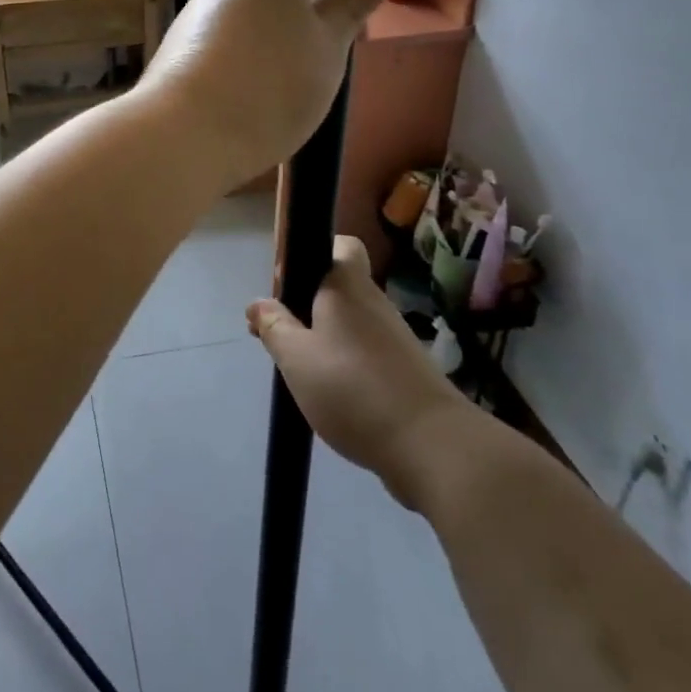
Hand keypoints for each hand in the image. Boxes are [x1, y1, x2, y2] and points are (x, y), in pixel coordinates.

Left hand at [138, 0, 381, 187]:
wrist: (185, 136)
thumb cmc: (270, 82)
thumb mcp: (327, 48)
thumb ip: (348, 10)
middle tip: (332, 31)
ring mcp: (194, 16)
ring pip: (244, 10)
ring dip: (272, 27)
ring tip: (299, 72)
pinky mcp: (177, 52)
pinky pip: (221, 41)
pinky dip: (245, 54)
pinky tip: (259, 93)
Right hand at [247, 237, 457, 506]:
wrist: (433, 447)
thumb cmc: (353, 389)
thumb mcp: (297, 358)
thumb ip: (274, 327)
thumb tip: (257, 303)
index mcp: (348, 287)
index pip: (342, 244)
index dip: (317, 252)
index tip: (291, 283)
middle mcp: (375, 303)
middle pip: (340, 288)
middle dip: (309, 305)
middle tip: (283, 336)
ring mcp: (395, 338)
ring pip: (351, 323)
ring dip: (326, 339)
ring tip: (303, 371)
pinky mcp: (407, 371)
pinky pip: (367, 352)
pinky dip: (347, 364)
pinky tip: (333, 395)